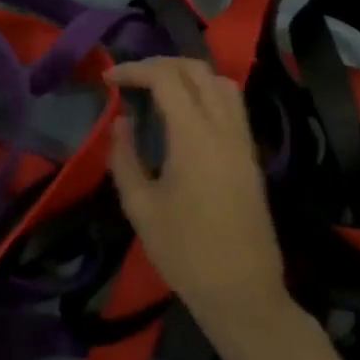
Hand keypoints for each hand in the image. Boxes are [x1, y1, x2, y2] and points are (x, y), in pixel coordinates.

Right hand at [105, 58, 299, 358]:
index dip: (135, 70)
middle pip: (197, 70)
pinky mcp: (250, 157)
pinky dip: (205, 92)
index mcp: (195, 138)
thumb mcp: (140, 207)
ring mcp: (243, 142)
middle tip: (130, 78)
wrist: (243, 294)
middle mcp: (224, 130)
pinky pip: (232, 105)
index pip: (166, 79)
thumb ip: (125, 157)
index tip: (109, 79)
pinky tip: (183, 113)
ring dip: (187, 75)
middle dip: (160, 64)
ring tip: (157, 89)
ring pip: (221, 83)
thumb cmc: (185, 253)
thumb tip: (122, 122)